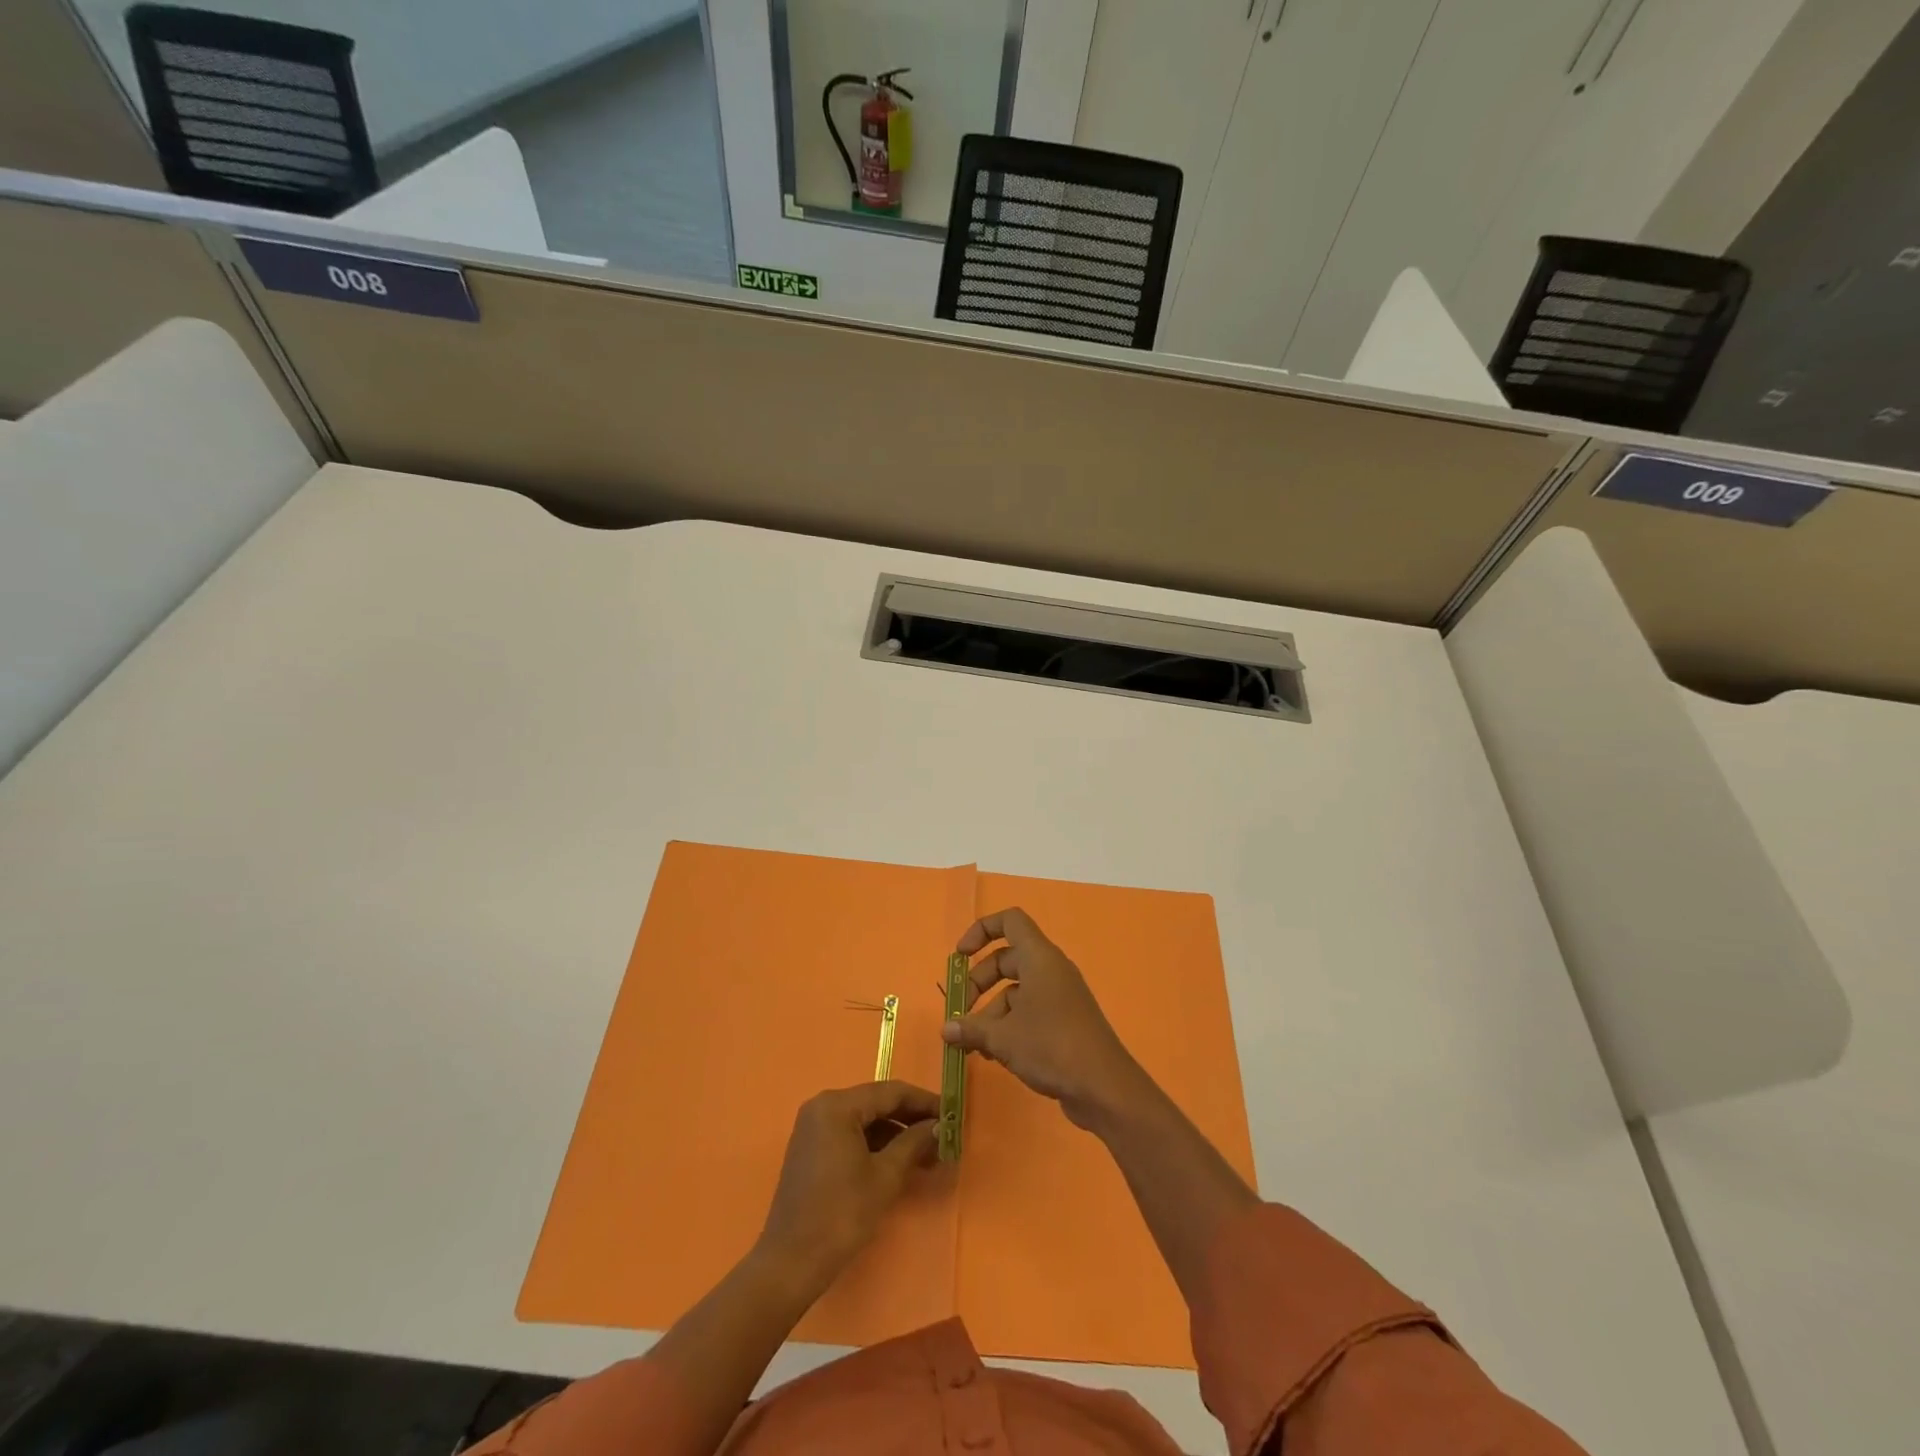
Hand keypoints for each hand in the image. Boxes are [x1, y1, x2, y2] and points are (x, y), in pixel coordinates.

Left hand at [757, 1081, 938, 1294]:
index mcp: (837, 1105)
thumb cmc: (841, 1215)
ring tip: (928, 1153)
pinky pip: (851, 1134)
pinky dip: (876, 1144)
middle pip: (877, 1103)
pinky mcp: (812, 1147)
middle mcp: (822, 1106)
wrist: (790, 1263)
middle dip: (911, 1119)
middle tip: (944, 1135)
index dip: (924, 1102)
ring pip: (865, 1119)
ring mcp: (814, 1126)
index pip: (891, 1092)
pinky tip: (899, 1160)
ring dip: (896, 1133)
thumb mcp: (885, 1177)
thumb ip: (914, 1143)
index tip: (952, 1114)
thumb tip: (940, 1126)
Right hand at [940, 908, 1149, 1130]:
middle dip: (979, 981)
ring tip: (972, 1044)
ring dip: (991, 1011)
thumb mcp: (1003, 1037)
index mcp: (1039, 958)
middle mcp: (1051, 970)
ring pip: (1017, 990)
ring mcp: (1060, 996)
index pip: (1010, 921)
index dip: (981, 930)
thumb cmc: (1051, 1047)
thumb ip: (971, 1029)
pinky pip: (1030, 1011)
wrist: (1104, 1087)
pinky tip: (993, 1055)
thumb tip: (946, 1029)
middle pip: (1007, 959)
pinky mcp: (1065, 1022)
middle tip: (960, 1009)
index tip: (959, 956)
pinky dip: (1009, 1025)